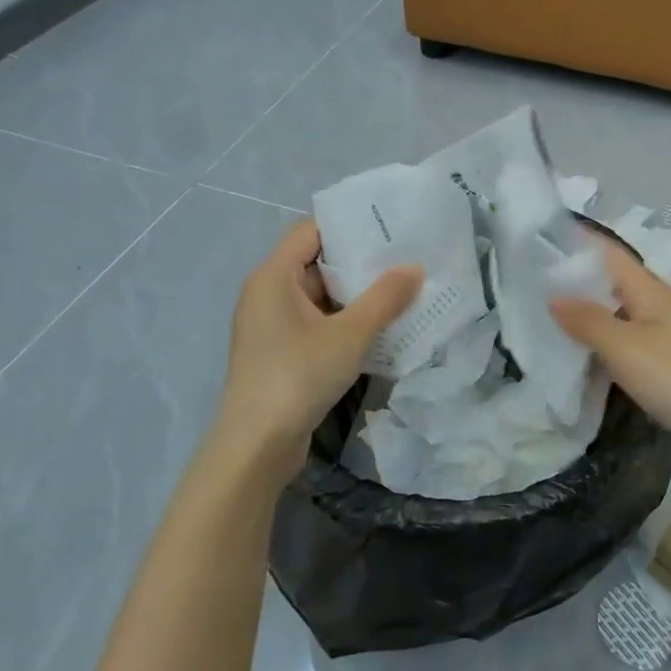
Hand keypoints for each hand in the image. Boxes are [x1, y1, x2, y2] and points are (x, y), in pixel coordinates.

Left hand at [215, 220, 421, 476]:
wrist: (257, 445)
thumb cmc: (298, 376)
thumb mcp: (350, 334)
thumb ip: (385, 298)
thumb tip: (414, 268)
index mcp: (273, 276)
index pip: (311, 231)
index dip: (349, 224)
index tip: (389, 226)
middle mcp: (267, 293)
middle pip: (316, 262)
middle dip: (360, 262)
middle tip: (405, 257)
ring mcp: (271, 325)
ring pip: (319, 296)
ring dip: (356, 295)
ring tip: (401, 290)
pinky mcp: (279, 352)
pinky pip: (316, 322)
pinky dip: (344, 320)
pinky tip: (379, 327)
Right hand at [550, 242, 670, 490]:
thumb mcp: (626, 348)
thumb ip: (588, 321)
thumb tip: (553, 295)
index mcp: (650, 290)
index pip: (607, 253)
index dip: (574, 243)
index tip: (534, 242)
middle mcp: (659, 307)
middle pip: (611, 284)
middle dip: (573, 284)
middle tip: (526, 290)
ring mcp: (669, 338)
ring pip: (619, 318)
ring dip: (588, 319)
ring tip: (544, 325)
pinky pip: (630, 347)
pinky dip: (605, 349)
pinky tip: (585, 364)